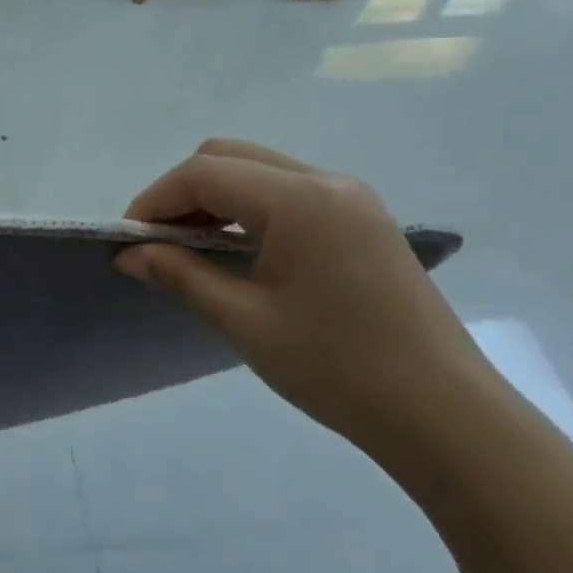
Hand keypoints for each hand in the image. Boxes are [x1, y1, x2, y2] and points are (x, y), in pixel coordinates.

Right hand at [116, 140, 489, 450]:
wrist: (445, 415)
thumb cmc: (336, 368)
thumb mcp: (244, 320)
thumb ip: (180, 275)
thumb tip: (127, 254)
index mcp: (299, 199)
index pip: (203, 173)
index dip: (155, 200)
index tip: (127, 240)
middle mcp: (326, 181)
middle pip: (229, 157)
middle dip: (181, 192)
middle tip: (157, 242)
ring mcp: (350, 197)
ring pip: (258, 170)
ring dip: (214, 198)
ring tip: (190, 248)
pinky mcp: (362, 219)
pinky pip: (287, 192)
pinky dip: (248, 208)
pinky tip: (237, 250)